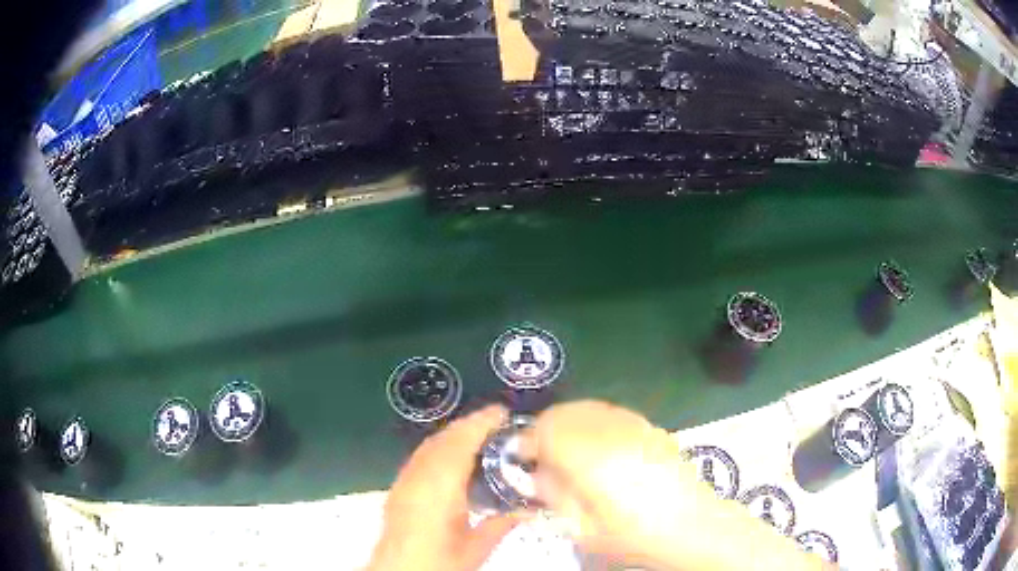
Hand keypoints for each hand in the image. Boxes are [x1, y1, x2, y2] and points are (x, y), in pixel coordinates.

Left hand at [368, 405, 523, 570]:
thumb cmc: (438, 561)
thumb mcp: (476, 548)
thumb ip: (501, 524)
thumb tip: (528, 509)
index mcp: (440, 487)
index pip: (460, 443)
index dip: (480, 423)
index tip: (502, 412)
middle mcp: (419, 476)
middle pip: (443, 439)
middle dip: (469, 425)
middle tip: (498, 421)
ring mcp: (405, 479)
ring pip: (430, 445)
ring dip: (454, 434)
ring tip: (481, 435)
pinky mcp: (398, 487)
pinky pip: (421, 456)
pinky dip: (440, 447)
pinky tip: (453, 458)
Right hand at [529, 400, 829, 569]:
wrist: (691, 526)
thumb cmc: (634, 535)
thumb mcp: (583, 527)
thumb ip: (555, 495)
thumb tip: (535, 474)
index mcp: (592, 457)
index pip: (546, 430)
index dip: (527, 441)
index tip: (520, 457)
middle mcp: (611, 432)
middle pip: (565, 412)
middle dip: (545, 429)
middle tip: (539, 456)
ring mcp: (634, 426)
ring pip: (589, 407)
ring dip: (569, 423)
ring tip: (566, 451)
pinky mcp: (650, 428)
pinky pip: (611, 413)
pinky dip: (593, 423)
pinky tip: (597, 447)